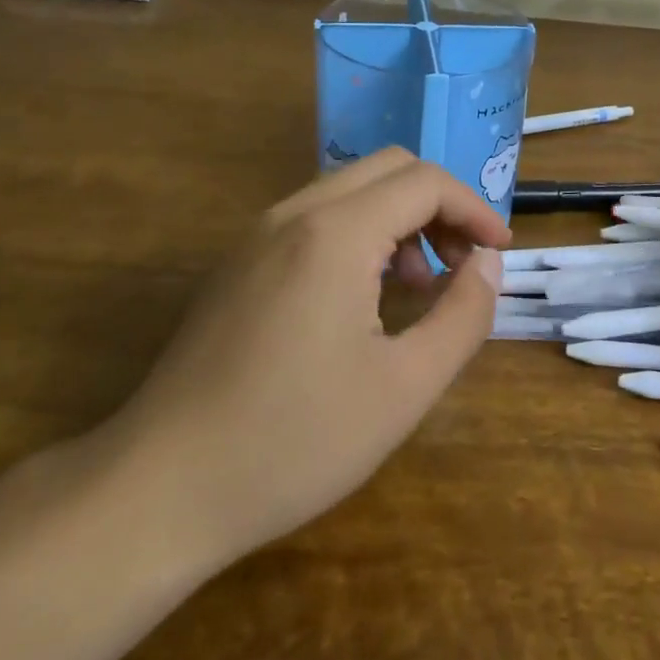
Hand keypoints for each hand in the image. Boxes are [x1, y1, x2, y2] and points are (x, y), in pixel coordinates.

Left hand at [92, 148, 509, 575]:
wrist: (159, 490)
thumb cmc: (293, 441)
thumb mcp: (404, 388)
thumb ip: (463, 316)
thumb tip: (488, 265)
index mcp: (337, 232)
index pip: (426, 182)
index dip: (475, 209)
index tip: (500, 253)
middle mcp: (295, 213)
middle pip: (389, 169)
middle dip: (439, 206)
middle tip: (464, 263)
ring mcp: (258, 235)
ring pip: (350, 190)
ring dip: (399, 218)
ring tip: (419, 286)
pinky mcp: (239, 263)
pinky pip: (316, 218)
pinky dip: (360, 234)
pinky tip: (364, 298)